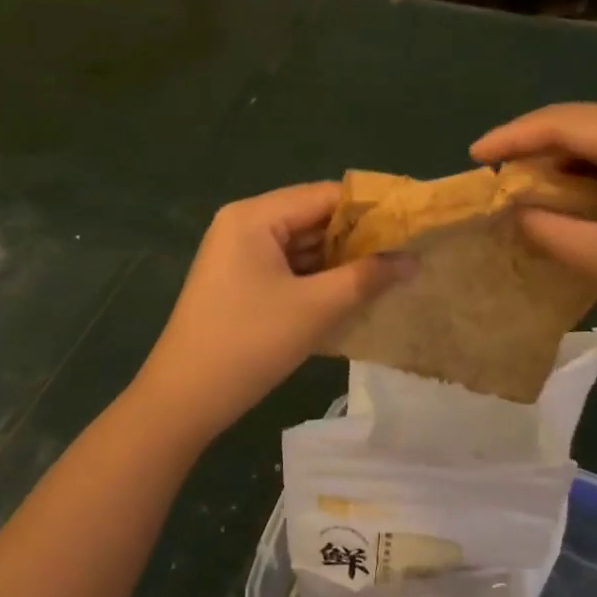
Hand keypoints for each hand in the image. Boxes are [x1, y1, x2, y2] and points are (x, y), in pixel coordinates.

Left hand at [128, 182, 412, 441]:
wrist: (182, 400)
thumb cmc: (250, 343)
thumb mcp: (316, 308)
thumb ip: (367, 277)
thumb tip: (413, 258)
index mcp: (255, 216)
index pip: (324, 196)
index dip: (371, 208)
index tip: (412, 223)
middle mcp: (243, 224)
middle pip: (312, 217)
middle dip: (357, 237)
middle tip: (407, 252)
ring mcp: (237, 254)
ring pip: (301, 245)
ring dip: (339, 259)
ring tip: (389, 273)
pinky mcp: (238, 281)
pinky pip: (286, 267)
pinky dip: (317, 277)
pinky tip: (351, 292)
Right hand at [473, 104, 596, 377]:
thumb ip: (550, 229)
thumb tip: (516, 210)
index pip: (564, 123)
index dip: (512, 138)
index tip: (473, 157)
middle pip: (590, 124)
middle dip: (539, 149)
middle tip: (500, 178)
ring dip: (571, 163)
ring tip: (533, 190)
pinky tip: (584, 199)